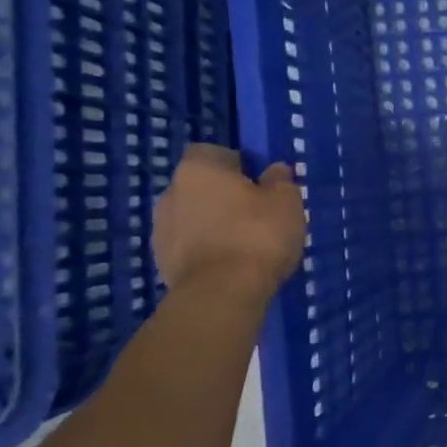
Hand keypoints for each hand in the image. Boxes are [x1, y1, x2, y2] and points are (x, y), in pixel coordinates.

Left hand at [152, 144, 305, 293]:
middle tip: (256, 215)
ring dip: (213, 224)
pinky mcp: (161, 261)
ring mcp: (161, 228)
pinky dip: (206, 250)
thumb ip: (280, 181)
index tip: (259, 183)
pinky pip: (188, 245)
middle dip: (224, 196)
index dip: (237, 164)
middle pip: (201, 186)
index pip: (213, 152)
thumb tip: (274, 171)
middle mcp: (171, 192)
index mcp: (199, 169)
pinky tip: (230, 265)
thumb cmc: (257, 236)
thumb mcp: (286, 202)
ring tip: (244, 245)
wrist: (221, 294)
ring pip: (193, 217)